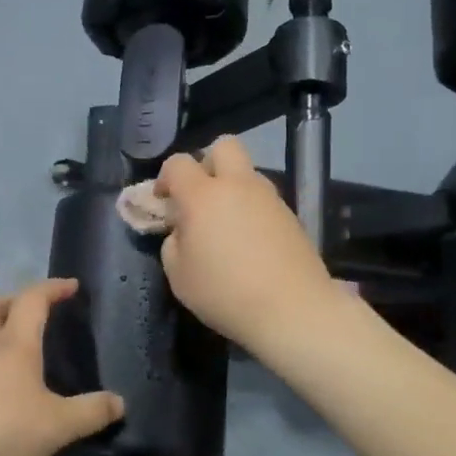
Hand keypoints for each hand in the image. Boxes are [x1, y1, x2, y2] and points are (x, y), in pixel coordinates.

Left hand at [0, 278, 124, 455]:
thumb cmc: (4, 429)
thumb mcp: (59, 424)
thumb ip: (91, 412)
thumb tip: (119, 402)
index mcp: (14, 344)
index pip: (32, 299)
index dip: (52, 287)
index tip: (71, 286)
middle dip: (12, 300)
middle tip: (33, 314)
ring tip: (17, 355)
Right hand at [155, 136, 343, 350]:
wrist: (292, 309)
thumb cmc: (225, 293)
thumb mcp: (179, 275)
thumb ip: (174, 242)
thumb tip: (184, 231)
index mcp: (203, 195)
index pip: (178, 162)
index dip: (165, 177)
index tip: (163, 201)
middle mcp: (238, 185)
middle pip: (223, 146)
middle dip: (207, 163)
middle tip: (200, 196)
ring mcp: (269, 197)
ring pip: (247, 172)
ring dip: (232, 187)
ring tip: (226, 225)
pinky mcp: (291, 214)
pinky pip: (263, 198)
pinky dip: (251, 209)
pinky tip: (250, 242)